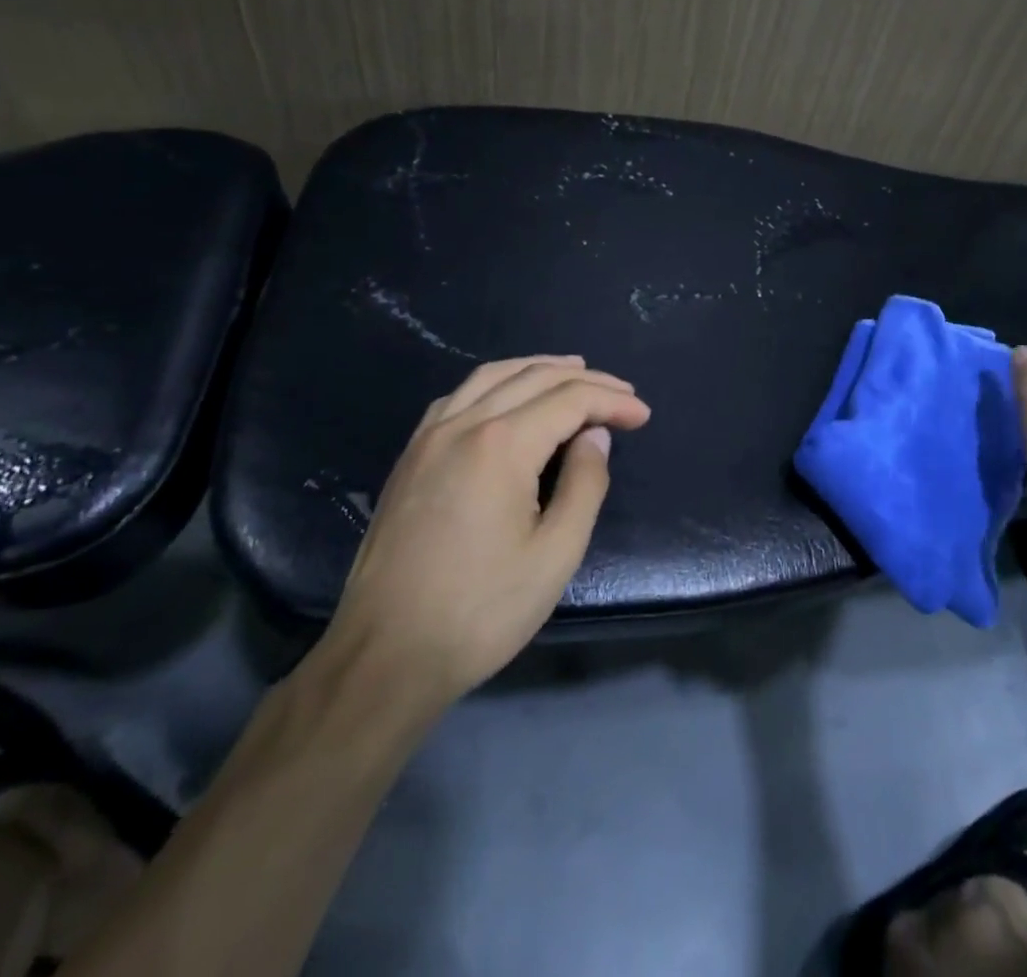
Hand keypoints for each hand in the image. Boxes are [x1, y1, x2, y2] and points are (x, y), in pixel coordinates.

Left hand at [328, 355, 650, 710]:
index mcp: (502, 445)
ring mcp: (429, 437)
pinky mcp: (410, 457)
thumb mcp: (555, 554)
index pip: (570, 400)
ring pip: (492, 376)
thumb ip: (584, 485)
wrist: (384, 657)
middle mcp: (463, 424)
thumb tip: (593, 437)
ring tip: (574, 372)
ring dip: (539, 369)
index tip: (643, 416)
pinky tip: (509, 397)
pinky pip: (459, 396)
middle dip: (585, 380)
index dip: (613, 401)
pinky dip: (496, 383)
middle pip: (534, 377)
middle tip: (622, 393)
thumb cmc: (480, 611)